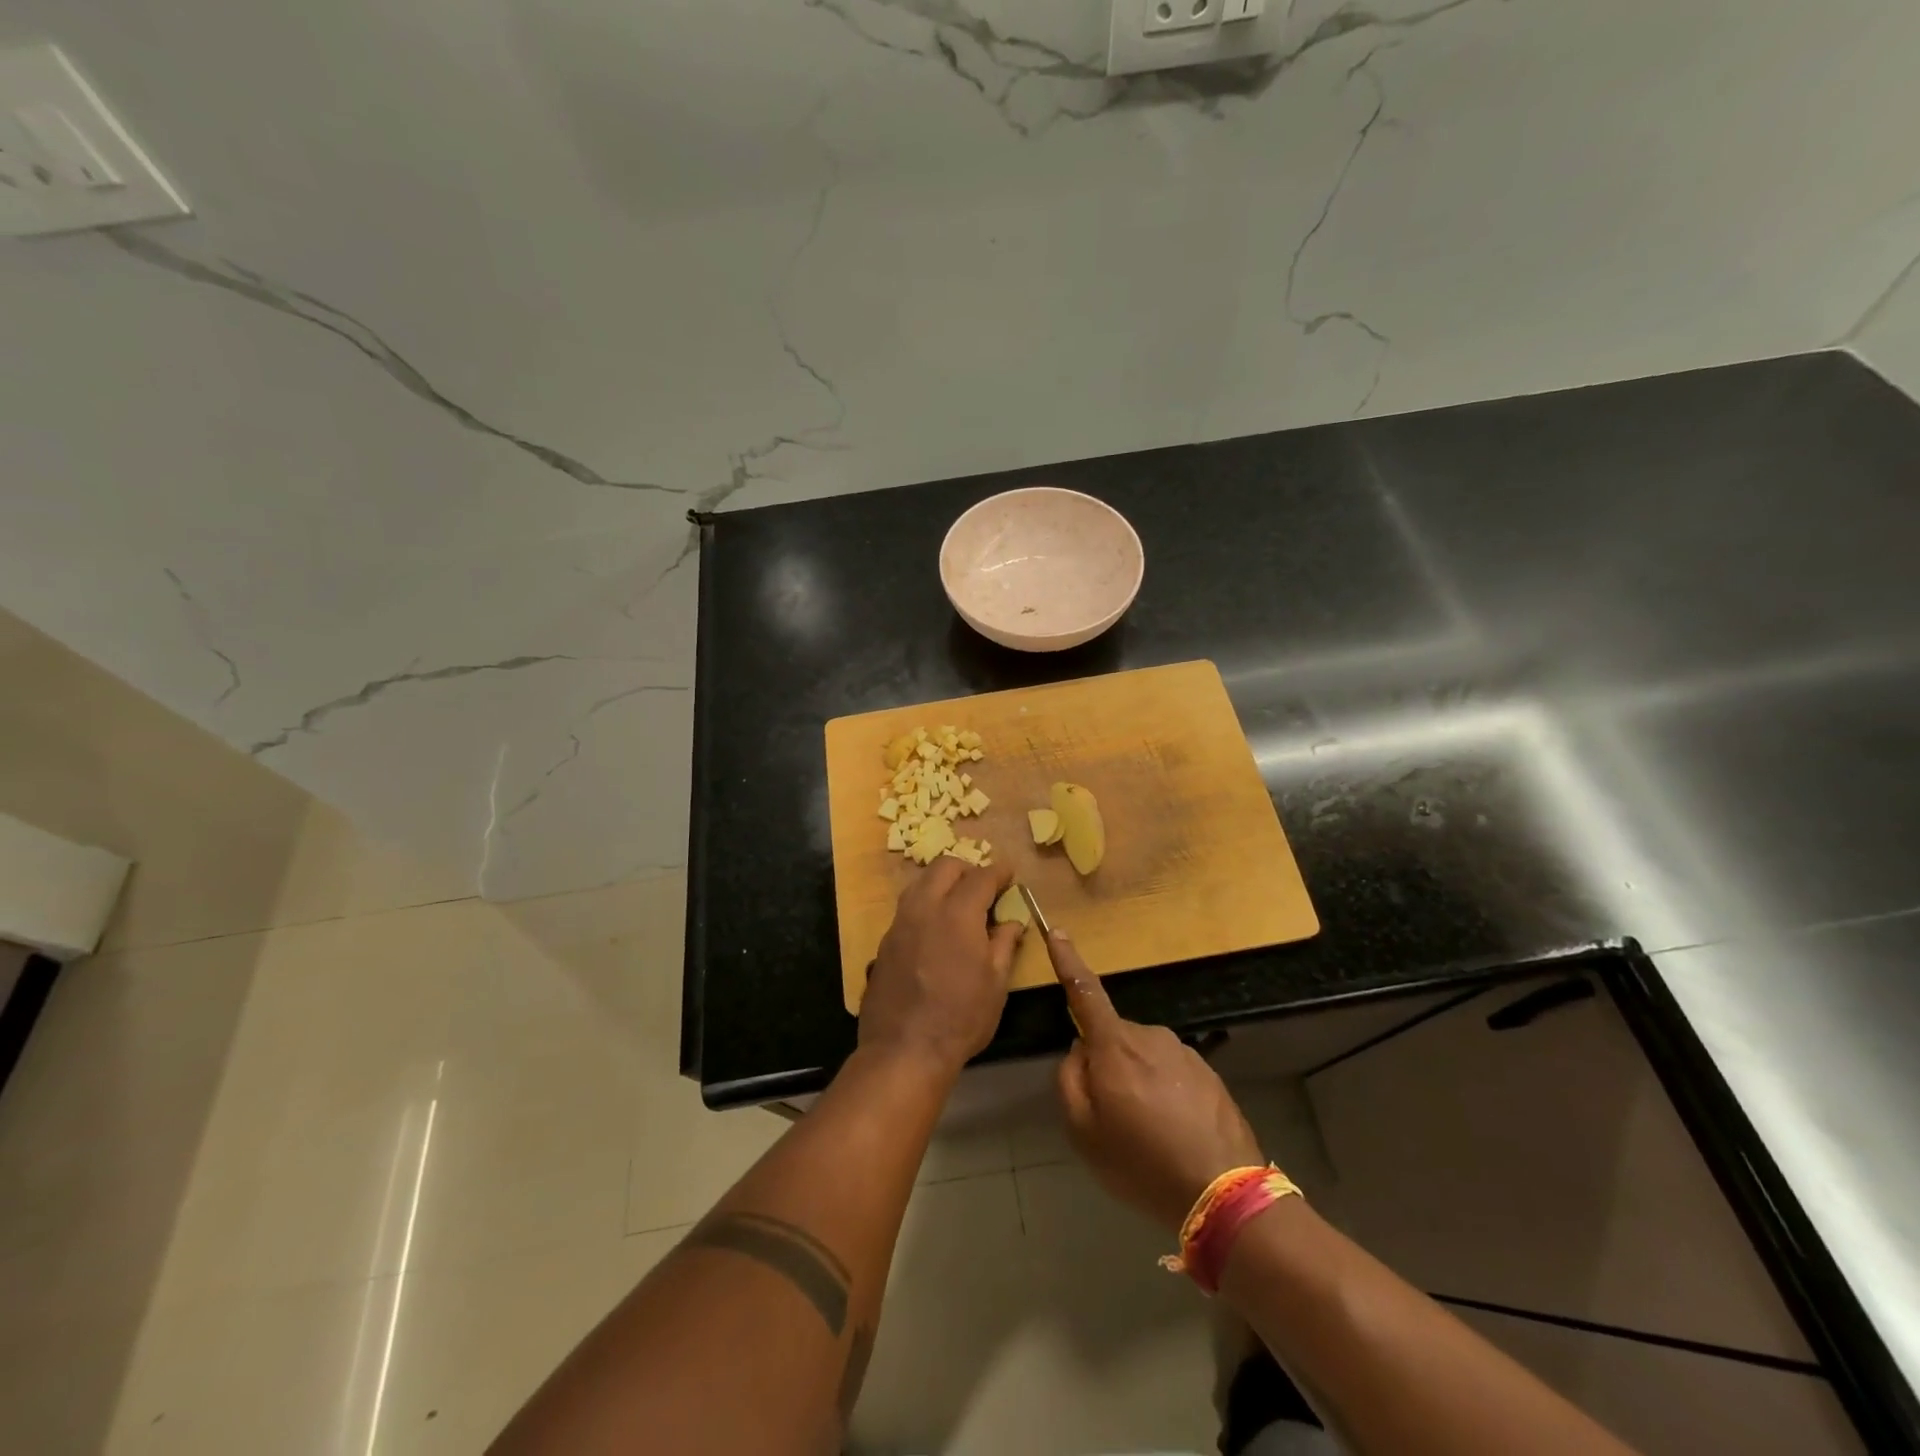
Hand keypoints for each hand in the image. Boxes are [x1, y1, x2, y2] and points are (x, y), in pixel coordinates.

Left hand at [859, 859, 1024, 1074]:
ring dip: (941, 882)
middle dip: (967, 869)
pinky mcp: (885, 941)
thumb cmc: (961, 1018)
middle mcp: (925, 908)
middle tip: (983, 886)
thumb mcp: (995, 984)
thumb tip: (1012, 921)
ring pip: (920, 883)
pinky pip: (907, 907)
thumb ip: (1004, 944)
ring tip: (958, 901)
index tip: (1009, 873)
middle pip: (945, 867)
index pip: (981, 877)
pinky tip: (935, 926)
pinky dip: (925, 904)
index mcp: (958, 914)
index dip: (999, 871)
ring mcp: (900, 923)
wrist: (904, 1049)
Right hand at [1052, 930, 1263, 1231]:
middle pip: (1114, 1039)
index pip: (1084, 992)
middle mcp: (1150, 1036)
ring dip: (1139, 1083)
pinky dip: (1166, 1097)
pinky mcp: (1208, 1073)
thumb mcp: (1083, 1131)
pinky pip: (1172, 1075)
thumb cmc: (1141, 1162)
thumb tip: (1078, 1051)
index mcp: (1115, 1046)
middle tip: (1113, 1117)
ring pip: (1144, 1058)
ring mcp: (1183, 1052)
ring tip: (1149, 1134)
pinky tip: (1175, 1135)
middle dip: (1108, 1065)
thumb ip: (1069, 1080)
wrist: (1224, 1193)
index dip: (1068, 961)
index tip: (1058, 932)